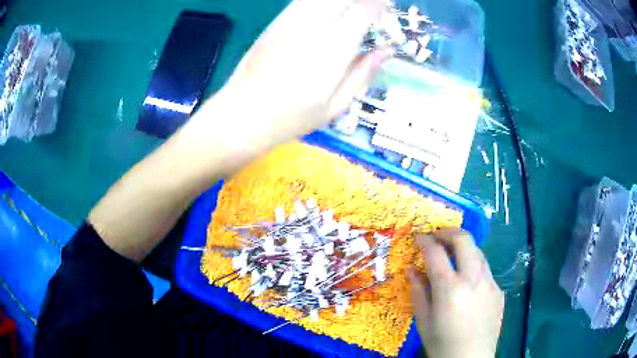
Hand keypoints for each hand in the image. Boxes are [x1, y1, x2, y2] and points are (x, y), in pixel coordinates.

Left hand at [197, 0, 390, 143]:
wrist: (241, 115)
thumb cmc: (291, 119)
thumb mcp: (335, 106)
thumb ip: (363, 74)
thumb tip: (387, 51)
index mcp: (331, 52)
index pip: (362, 10)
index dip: (379, 4)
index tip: (387, 7)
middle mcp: (311, 29)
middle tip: (373, 6)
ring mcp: (289, 22)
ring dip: (342, 0)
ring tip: (353, 7)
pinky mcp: (275, 22)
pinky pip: (303, 1)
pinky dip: (319, 1)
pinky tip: (328, 9)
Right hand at [408, 229, 503, 357]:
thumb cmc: (441, 343)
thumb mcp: (423, 320)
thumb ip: (418, 291)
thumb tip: (411, 269)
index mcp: (450, 289)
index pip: (436, 252)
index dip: (425, 240)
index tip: (418, 237)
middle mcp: (473, 279)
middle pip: (464, 240)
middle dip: (448, 232)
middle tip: (437, 236)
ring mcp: (490, 283)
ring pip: (478, 251)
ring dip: (463, 247)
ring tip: (452, 255)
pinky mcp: (499, 290)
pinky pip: (485, 270)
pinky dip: (473, 266)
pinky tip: (467, 281)